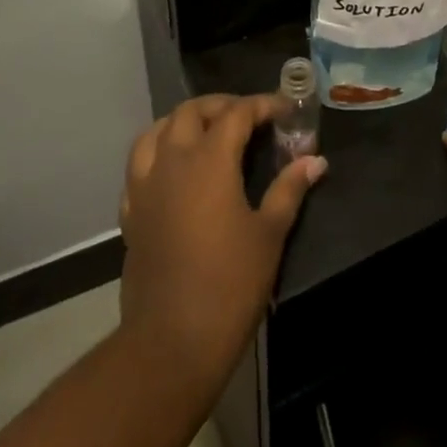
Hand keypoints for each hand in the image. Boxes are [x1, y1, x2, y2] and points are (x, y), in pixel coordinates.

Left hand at [119, 94, 325, 391]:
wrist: (172, 341)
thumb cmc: (230, 283)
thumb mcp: (270, 234)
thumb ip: (289, 189)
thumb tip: (315, 160)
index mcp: (209, 160)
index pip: (237, 113)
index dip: (263, 105)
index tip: (285, 109)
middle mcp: (173, 161)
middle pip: (191, 112)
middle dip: (221, 105)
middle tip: (248, 116)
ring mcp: (146, 187)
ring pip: (156, 131)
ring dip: (182, 122)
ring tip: (206, 131)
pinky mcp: (131, 214)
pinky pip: (138, 167)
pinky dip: (157, 155)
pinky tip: (173, 170)